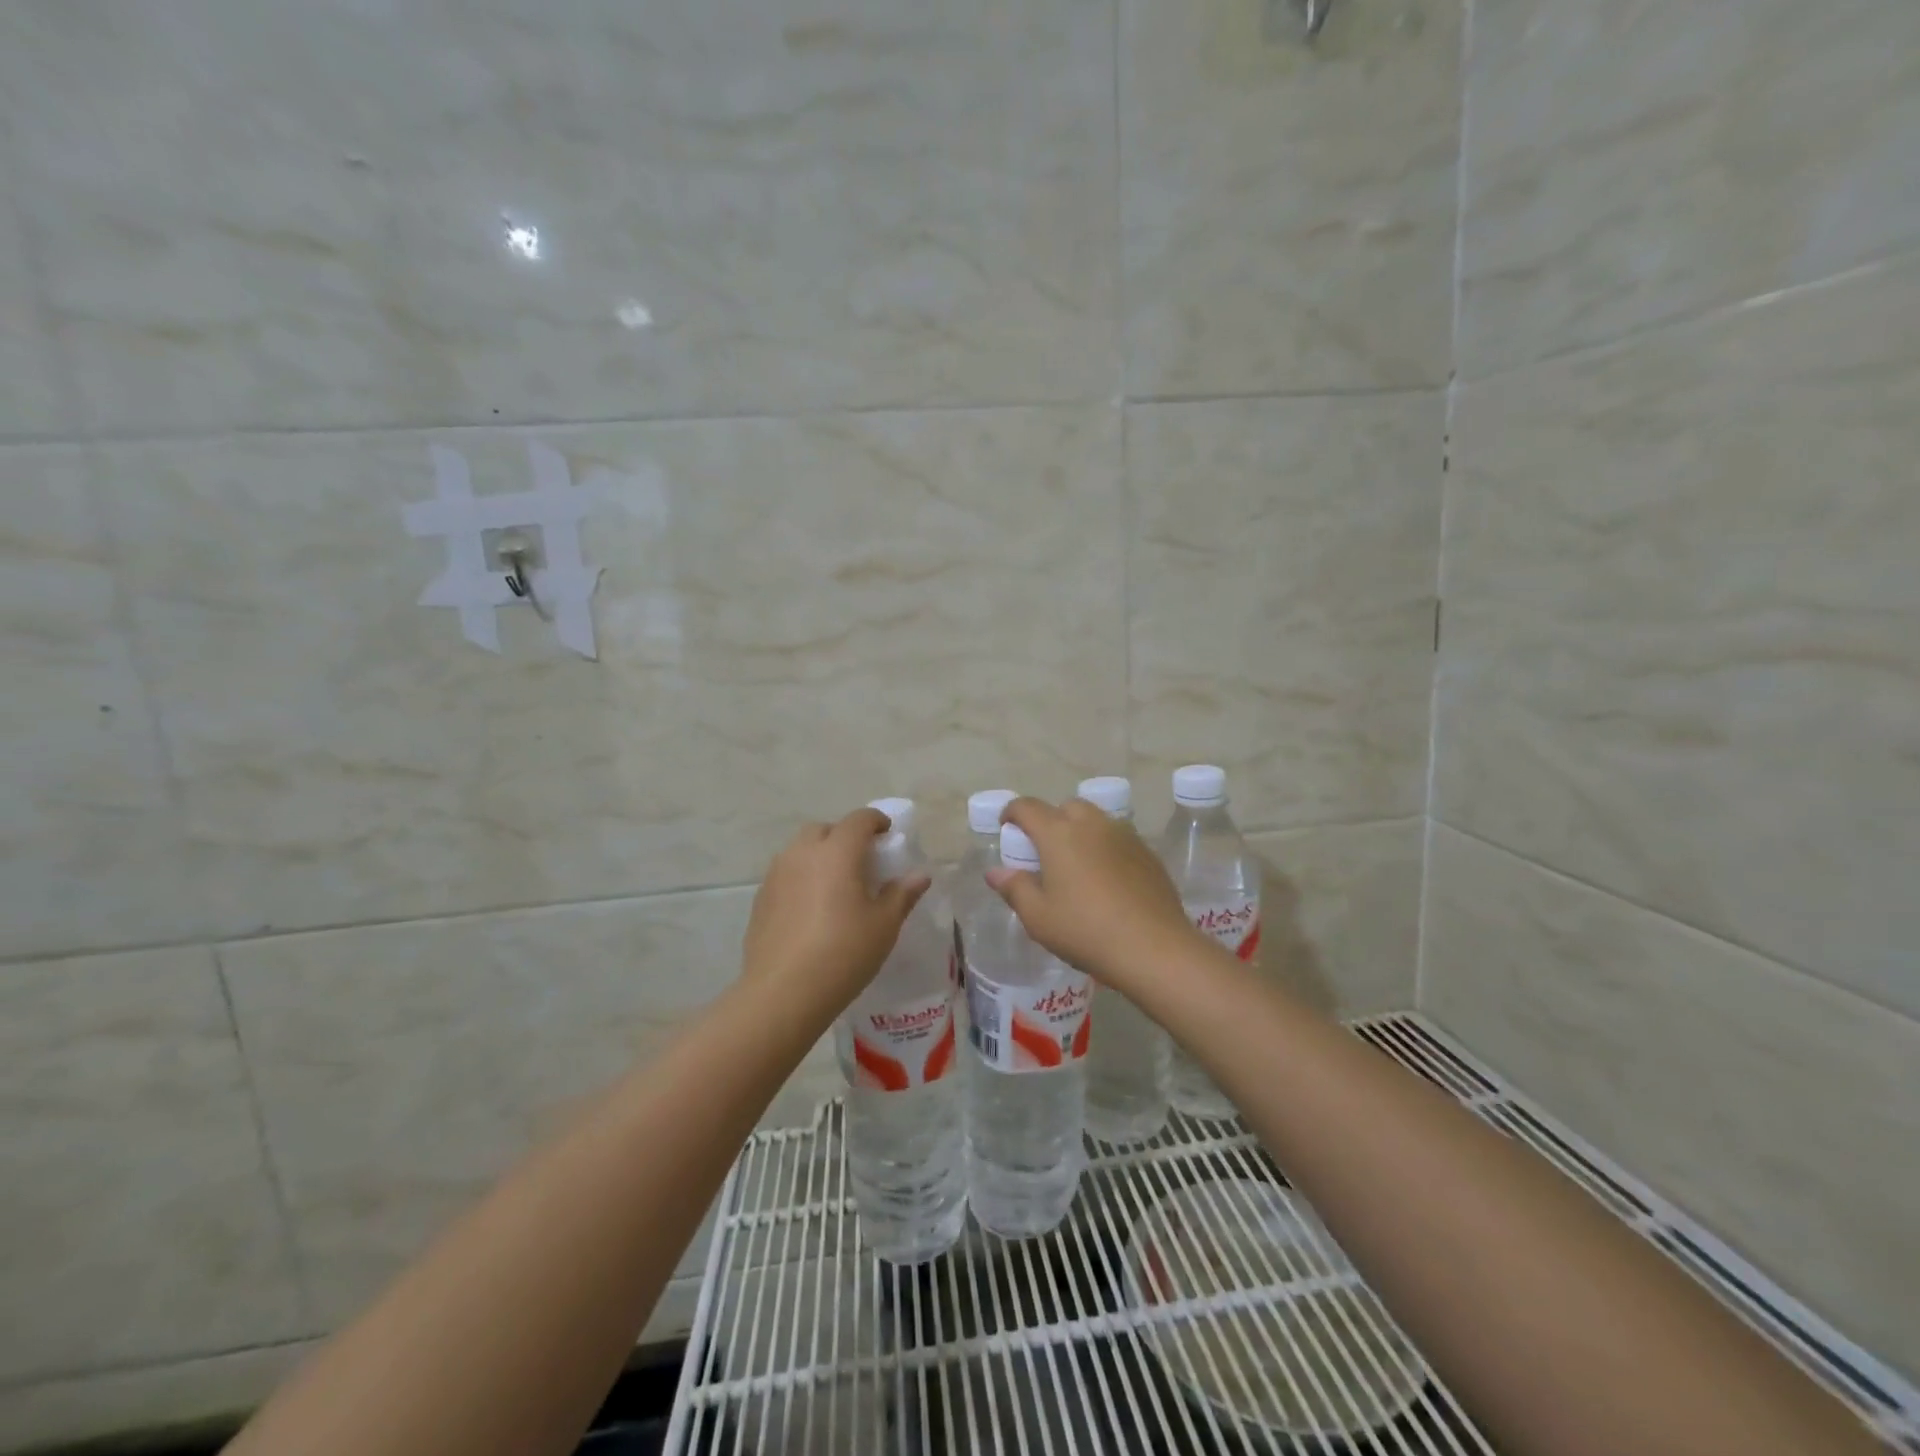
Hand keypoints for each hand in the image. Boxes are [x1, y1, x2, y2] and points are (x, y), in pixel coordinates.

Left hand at [741, 807, 930, 1017]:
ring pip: (800, 850)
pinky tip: (810, 909)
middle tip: (861, 862)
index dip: (876, 821)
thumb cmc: (844, 953)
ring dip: (820, 856)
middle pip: (825, 830)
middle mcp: (803, 853)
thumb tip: (920, 876)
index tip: (887, 834)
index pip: (859, 819)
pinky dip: (801, 878)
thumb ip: (902, 894)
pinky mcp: (761, 899)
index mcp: (837, 852)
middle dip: (844, 836)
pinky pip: (785, 874)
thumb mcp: (884, 925)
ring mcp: (776, 875)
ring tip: (835, 886)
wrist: (783, 993)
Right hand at [986, 796, 1198, 990]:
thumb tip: (996, 871)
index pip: (1028, 807)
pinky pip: (1118, 839)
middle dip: (1050, 820)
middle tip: (1044, 851)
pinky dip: (1105, 848)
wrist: (1154, 948)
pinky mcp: (1147, 853)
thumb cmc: (1086, 931)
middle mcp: (1092, 824)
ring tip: (1076, 864)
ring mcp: (1124, 836)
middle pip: (1065, 807)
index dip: (1012, 813)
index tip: (1006, 827)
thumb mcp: (1038, 917)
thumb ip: (1015, 888)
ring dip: (1080, 832)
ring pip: (1095, 820)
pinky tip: (1107, 880)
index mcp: (1058, 834)